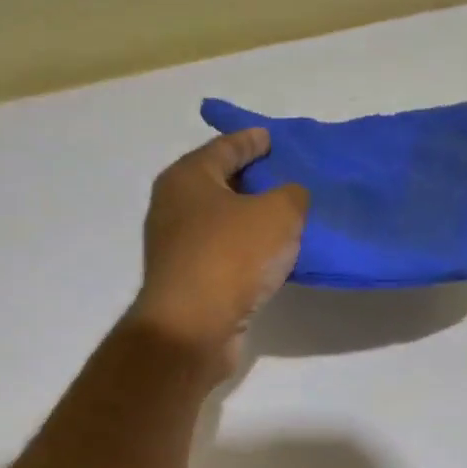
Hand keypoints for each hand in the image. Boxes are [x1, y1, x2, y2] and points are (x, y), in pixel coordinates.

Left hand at [129, 129, 308, 374]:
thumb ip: (292, 196)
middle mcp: (174, 208)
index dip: (251, 140)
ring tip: (287, 220)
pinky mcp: (187, 284)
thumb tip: (290, 198)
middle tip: (286, 179)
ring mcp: (176, 249)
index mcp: (187, 177)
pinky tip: (270, 259)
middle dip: (252, 181)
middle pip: (219, 184)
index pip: (224, 147)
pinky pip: (223, 256)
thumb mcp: (278, 214)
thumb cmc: (231, 257)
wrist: (193, 329)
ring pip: (221, 223)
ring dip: (250, 222)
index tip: (273, 139)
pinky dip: (245, 253)